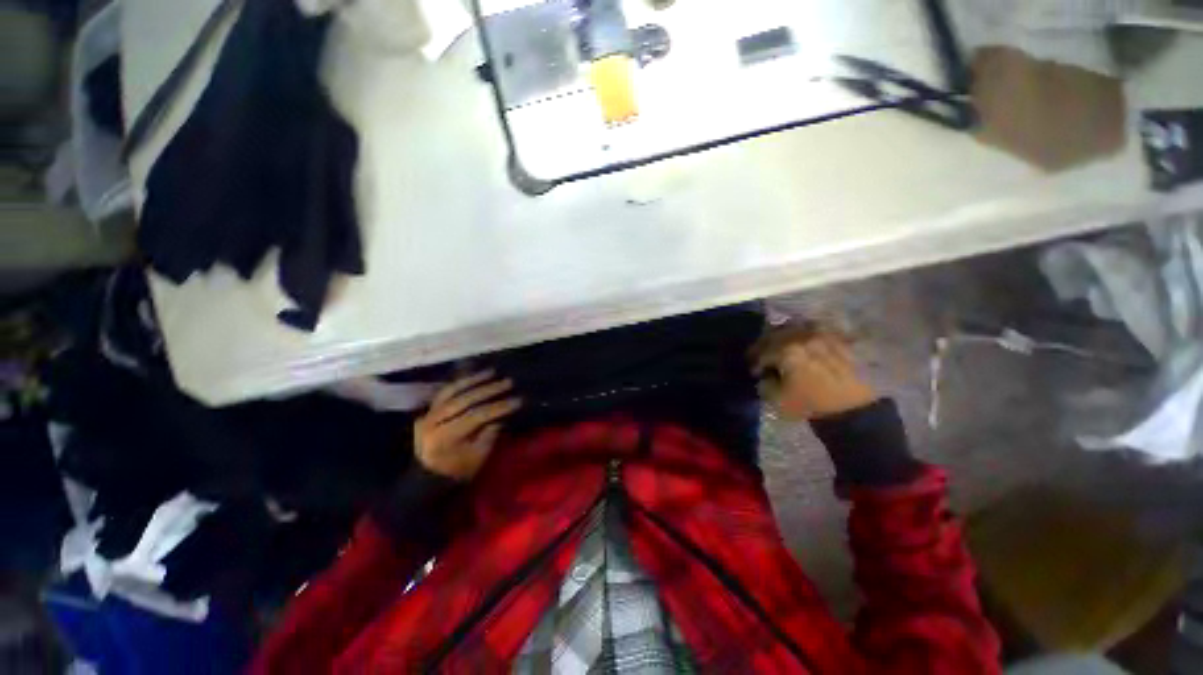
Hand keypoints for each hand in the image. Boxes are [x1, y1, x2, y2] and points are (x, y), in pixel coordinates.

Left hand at [414, 371, 521, 480]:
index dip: (498, 407)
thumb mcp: (478, 457)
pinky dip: (460, 383)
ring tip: (492, 372)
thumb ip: (489, 434)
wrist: (428, 479)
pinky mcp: (427, 411)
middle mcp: (432, 423)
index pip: (475, 416)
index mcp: (445, 438)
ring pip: (451, 391)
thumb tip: (500, 415)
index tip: (518, 400)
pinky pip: (444, 393)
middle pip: (464, 400)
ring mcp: (427, 415)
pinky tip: (473, 376)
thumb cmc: (458, 471)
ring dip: (473, 380)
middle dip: (488, 389)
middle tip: (508, 382)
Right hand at [751, 326, 876, 419]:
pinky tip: (803, 346)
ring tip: (783, 348)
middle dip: (766, 345)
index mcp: (786, 350)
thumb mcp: (776, 399)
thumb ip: (764, 382)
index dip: (755, 361)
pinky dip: (804, 336)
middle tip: (763, 356)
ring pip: (795, 328)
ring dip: (784, 337)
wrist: (853, 410)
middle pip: (776, 334)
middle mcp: (803, 336)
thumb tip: (765, 374)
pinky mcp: (837, 339)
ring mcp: (822, 335)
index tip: (754, 372)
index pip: (762, 351)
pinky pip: (815, 330)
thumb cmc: (811, 404)